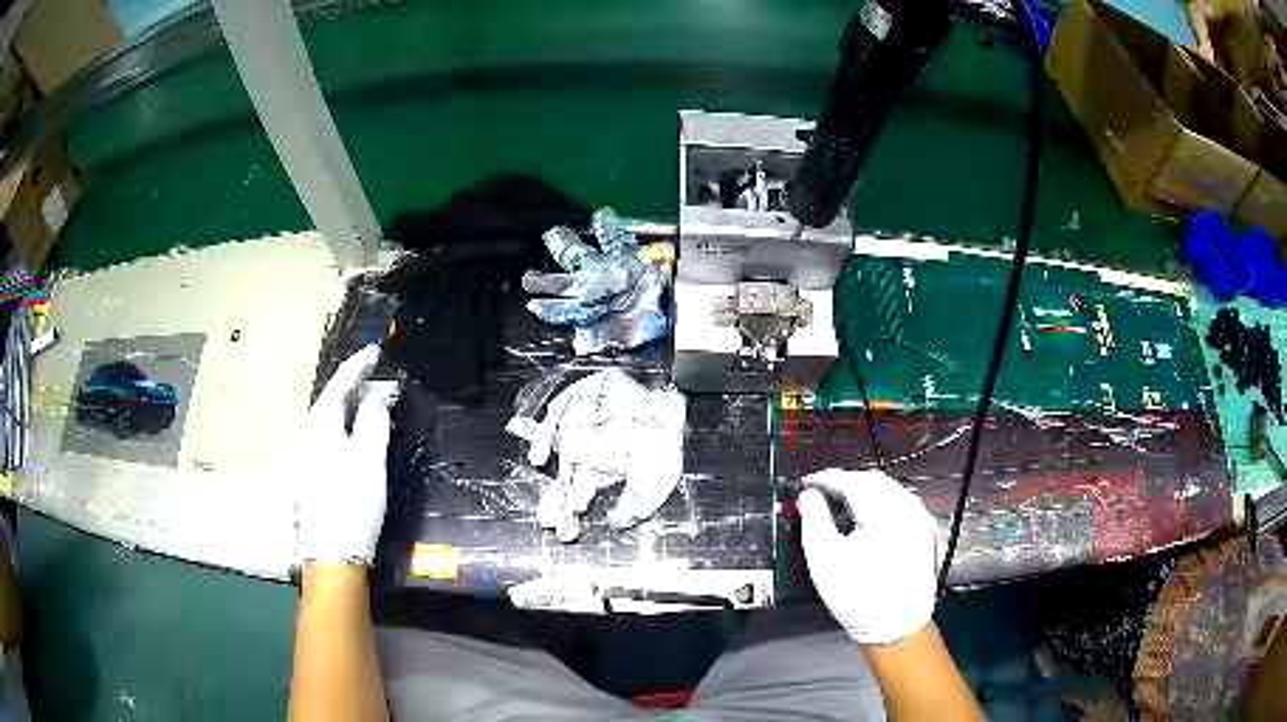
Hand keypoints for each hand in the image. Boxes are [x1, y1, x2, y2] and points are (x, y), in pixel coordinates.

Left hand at [296, 345, 398, 565]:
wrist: (333, 552)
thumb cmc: (352, 500)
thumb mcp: (369, 457)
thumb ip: (374, 418)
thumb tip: (380, 392)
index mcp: (321, 423)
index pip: (340, 383)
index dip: (359, 365)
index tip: (376, 351)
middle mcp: (310, 434)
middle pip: (333, 400)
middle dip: (357, 387)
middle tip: (381, 380)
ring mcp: (309, 456)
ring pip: (333, 420)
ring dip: (354, 410)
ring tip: (377, 407)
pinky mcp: (314, 475)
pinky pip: (333, 438)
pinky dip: (350, 429)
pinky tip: (362, 440)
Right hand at [798, 469, 941, 644]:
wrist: (897, 627)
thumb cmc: (857, 594)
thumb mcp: (825, 558)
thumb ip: (814, 519)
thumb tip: (809, 495)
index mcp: (886, 510)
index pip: (852, 481)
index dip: (826, 478)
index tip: (806, 482)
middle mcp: (909, 508)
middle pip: (874, 481)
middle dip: (846, 482)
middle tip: (821, 492)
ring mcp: (921, 520)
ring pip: (890, 492)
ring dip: (864, 492)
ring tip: (840, 505)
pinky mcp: (926, 534)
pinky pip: (902, 506)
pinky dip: (881, 505)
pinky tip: (867, 521)